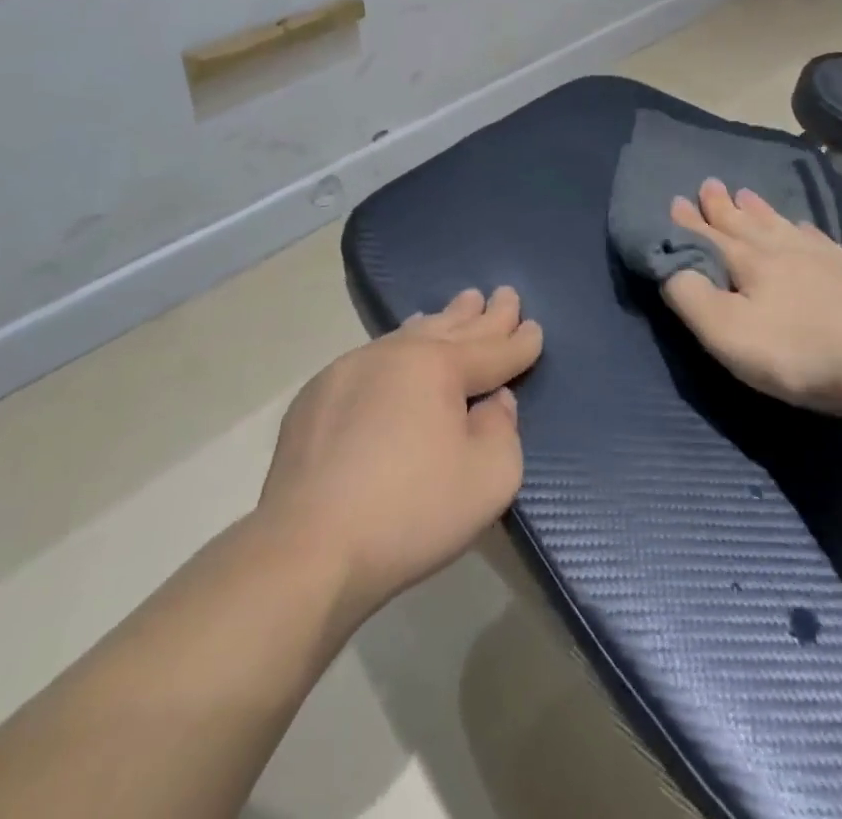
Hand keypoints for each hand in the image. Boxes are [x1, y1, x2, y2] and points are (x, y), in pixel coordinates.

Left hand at [254, 288, 542, 624]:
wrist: (306, 548)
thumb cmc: (409, 512)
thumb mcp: (488, 479)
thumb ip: (503, 430)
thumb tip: (493, 401)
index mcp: (439, 367)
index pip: (493, 350)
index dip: (520, 341)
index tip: (535, 327)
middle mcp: (396, 354)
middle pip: (452, 328)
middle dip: (484, 314)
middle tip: (505, 294)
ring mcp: (351, 369)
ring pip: (410, 334)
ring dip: (442, 320)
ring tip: (459, 305)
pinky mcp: (317, 395)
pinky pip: (372, 357)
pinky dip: (399, 347)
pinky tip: (400, 348)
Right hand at [662, 179, 841, 415]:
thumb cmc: (796, 350)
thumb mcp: (727, 332)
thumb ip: (690, 296)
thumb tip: (668, 264)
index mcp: (748, 261)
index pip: (709, 236)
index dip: (688, 222)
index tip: (675, 200)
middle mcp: (780, 248)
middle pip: (744, 221)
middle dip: (722, 205)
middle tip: (709, 183)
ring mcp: (819, 256)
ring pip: (779, 224)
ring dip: (758, 209)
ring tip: (746, 194)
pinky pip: (816, 238)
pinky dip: (801, 228)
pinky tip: (803, 227)